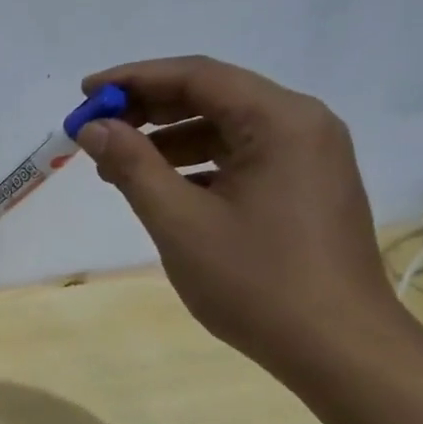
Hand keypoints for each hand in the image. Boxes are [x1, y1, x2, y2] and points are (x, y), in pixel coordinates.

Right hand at [74, 56, 408, 378]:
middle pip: (213, 96)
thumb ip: (133, 166)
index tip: (84, 93)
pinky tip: (160, 188)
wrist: (338, 347)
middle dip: (148, 110)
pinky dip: (196, 165)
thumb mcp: (179, 222)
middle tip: (95, 130)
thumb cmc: (255, 281)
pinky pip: (241, 158)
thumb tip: (93, 127)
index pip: (197, 76)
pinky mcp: (305, 188)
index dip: (134, 80)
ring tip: (115, 166)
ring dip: (168, 140)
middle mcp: (302, 125)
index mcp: (280, 121)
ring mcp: (309, 157)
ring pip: (225, 129)